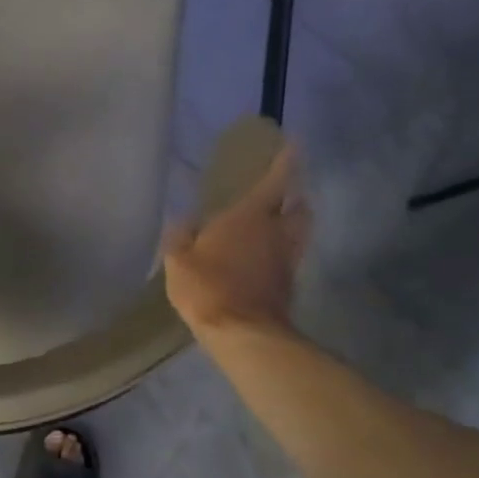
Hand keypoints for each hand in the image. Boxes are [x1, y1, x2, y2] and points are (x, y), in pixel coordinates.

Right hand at [163, 142, 309, 338]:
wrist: (241, 332)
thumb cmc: (207, 287)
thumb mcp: (179, 260)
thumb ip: (180, 237)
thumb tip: (183, 220)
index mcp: (249, 216)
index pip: (276, 180)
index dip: (286, 161)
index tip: (294, 145)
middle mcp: (276, 231)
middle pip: (299, 206)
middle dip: (294, 197)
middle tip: (283, 195)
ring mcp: (286, 259)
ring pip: (300, 232)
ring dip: (294, 224)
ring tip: (277, 225)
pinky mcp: (288, 283)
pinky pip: (290, 257)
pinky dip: (283, 251)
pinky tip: (266, 258)